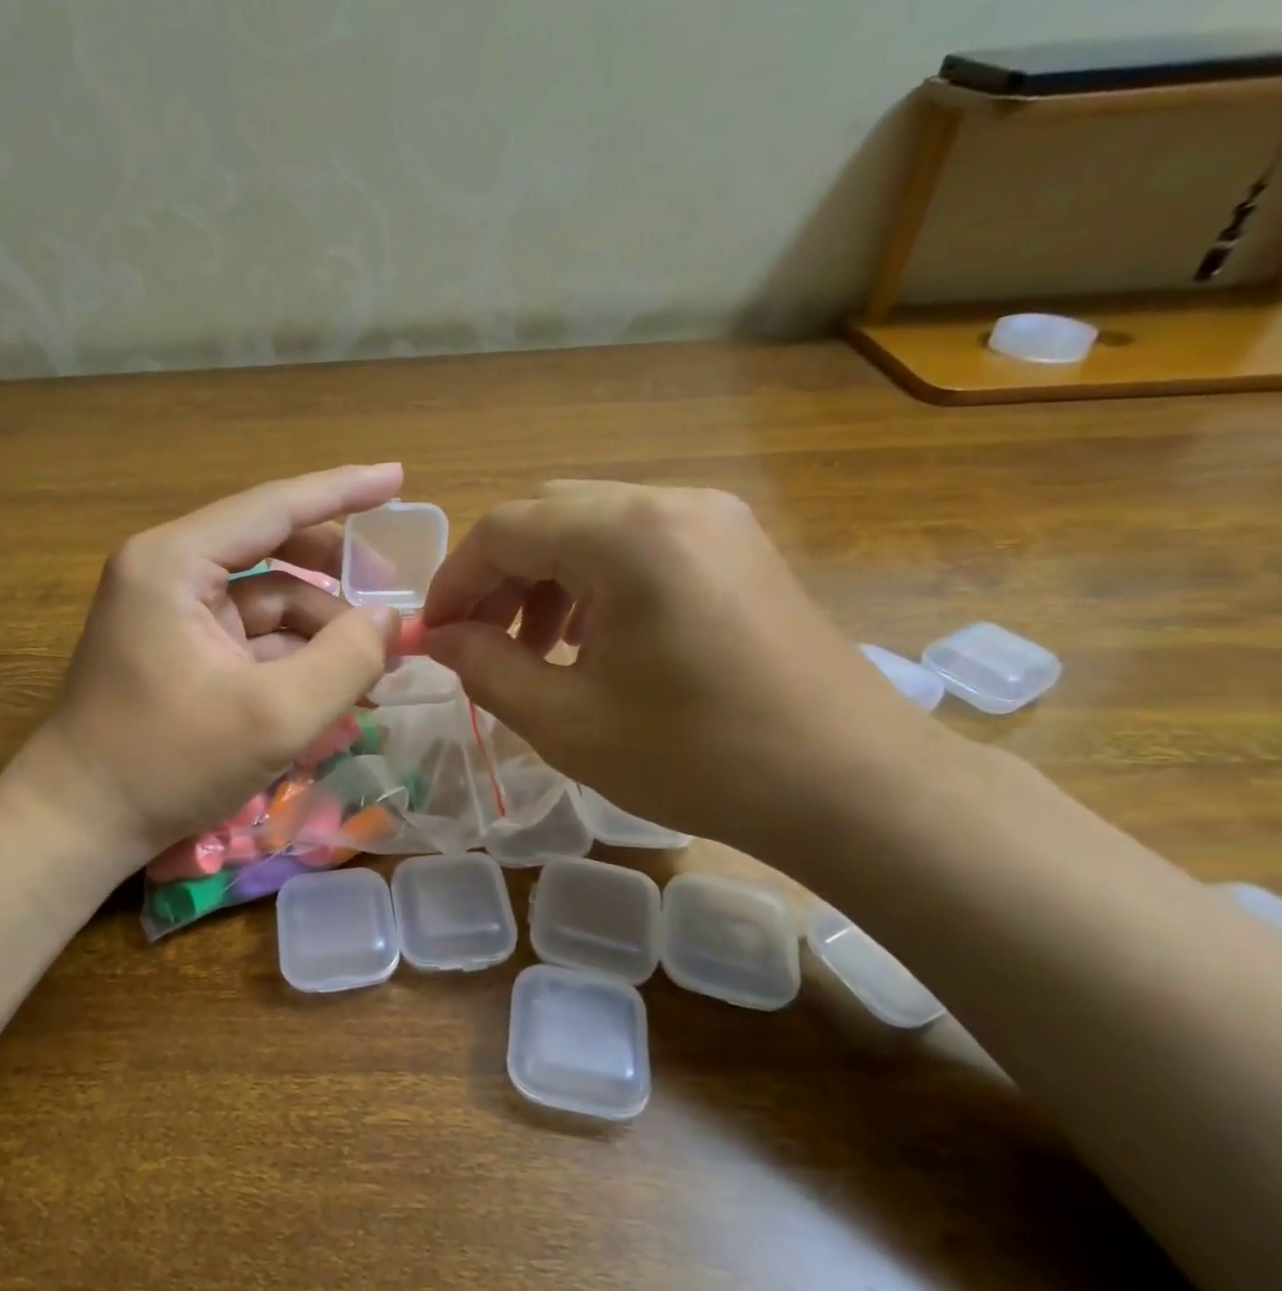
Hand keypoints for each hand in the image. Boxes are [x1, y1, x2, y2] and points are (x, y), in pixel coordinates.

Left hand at [30, 465, 403, 864]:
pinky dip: (294, 657)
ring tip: (375, 669)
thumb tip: (391, 620)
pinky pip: (251, 636)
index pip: (274, 507)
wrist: (79, 822)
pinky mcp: (180, 649)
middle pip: (273, 550)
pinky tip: (335, 689)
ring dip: (321, 630)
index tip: (398, 476)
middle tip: (394, 597)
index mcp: (176, 562)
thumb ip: (346, 661)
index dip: (342, 490)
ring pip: (267, 601)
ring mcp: (173, 612)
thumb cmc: (168, 762)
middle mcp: (169, 571)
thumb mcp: (275, 717)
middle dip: (336, 578)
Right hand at [420, 481, 947, 854]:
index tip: (434, 636)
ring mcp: (713, 519)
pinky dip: (594, 581)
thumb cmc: (699, 757)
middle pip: (547, 515)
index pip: (504, 529)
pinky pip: (639, 543)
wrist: (855, 787)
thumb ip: (485, 668)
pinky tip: (594, 642)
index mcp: (627, 535)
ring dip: (545, 578)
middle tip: (480, 643)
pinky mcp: (738, 546)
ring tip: (536, 650)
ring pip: (592, 525)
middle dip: (499, 577)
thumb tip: (438, 639)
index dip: (455, 581)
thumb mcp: (567, 721)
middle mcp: (671, 503)